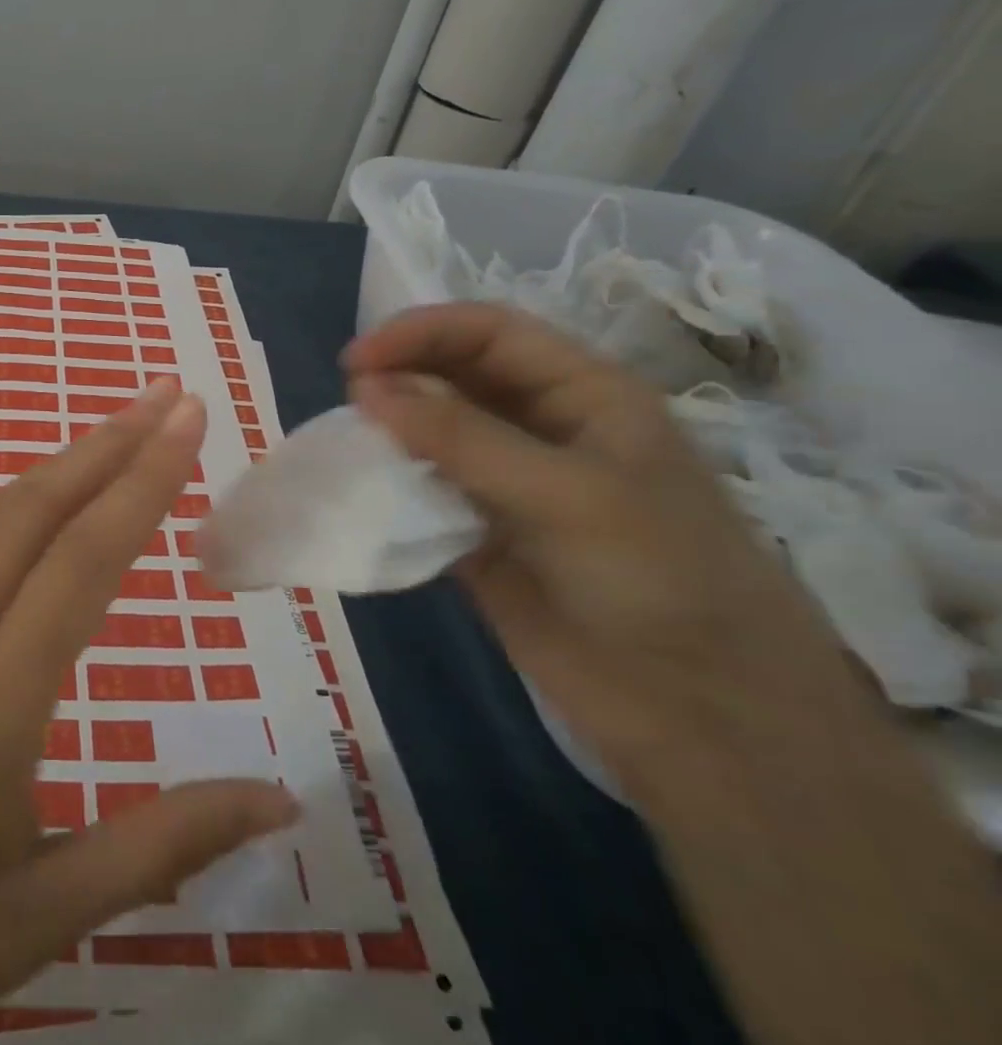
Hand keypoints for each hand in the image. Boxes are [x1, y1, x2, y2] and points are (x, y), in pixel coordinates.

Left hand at [0, 380, 296, 1044]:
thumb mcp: (45, 914)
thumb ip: (164, 846)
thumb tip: (278, 801)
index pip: (80, 562)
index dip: (142, 482)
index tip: (188, 420)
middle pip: (29, 511)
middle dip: (103, 443)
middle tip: (166, 397)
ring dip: (59, 466)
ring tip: (119, 434)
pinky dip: (20, 507)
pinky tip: (45, 512)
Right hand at [342, 302, 859, 792]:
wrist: (696, 711)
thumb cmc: (656, 577)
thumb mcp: (566, 493)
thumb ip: (462, 437)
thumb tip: (366, 387)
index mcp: (584, 395)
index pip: (490, 334)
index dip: (421, 333)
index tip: (355, 362)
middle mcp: (542, 428)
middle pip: (455, 376)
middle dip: (400, 377)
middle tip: (348, 402)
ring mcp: (507, 482)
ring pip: (432, 434)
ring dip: (389, 432)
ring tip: (349, 446)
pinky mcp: (478, 533)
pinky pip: (423, 492)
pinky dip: (390, 486)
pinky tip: (363, 493)